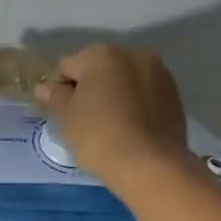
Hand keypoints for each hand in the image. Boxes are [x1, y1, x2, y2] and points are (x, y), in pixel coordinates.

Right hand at [34, 44, 191, 184]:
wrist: (151, 165)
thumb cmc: (99, 135)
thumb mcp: (66, 117)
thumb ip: (54, 96)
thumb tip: (44, 86)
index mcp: (102, 54)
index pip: (67, 66)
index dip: (59, 89)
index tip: (59, 113)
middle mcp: (134, 54)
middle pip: (99, 70)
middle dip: (89, 90)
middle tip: (83, 122)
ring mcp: (160, 74)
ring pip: (125, 83)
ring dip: (114, 97)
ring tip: (110, 129)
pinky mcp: (175, 97)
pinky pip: (145, 97)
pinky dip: (135, 107)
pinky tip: (130, 131)